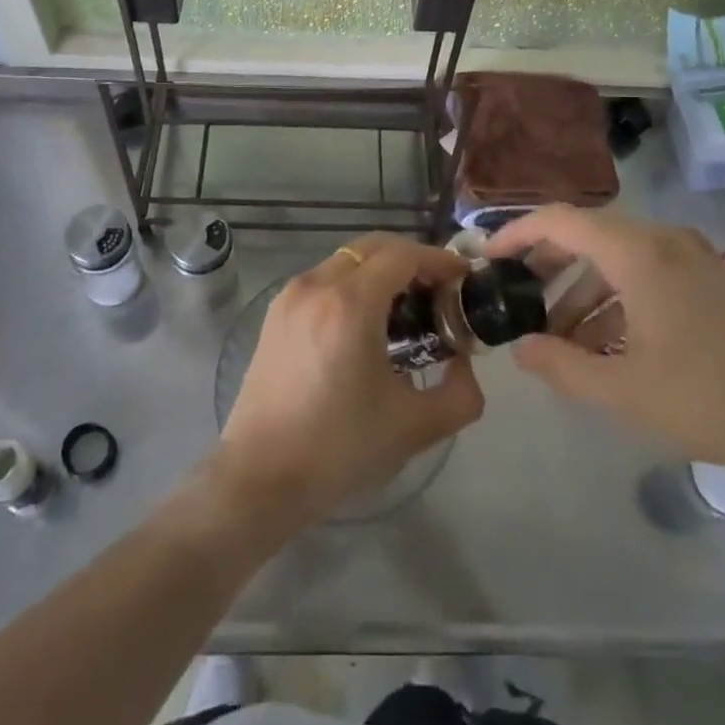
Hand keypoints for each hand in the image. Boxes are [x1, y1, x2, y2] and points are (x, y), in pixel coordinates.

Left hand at [212, 234, 483, 531]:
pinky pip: (325, 279)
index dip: (438, 260)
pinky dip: (354, 284)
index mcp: (350, 304)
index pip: (403, 255)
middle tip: (439, 293)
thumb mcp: (415, 427)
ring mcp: (290, 296)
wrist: (260, 477)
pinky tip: (367, 325)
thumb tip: (464, 363)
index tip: (463, 279)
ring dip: (381, 271)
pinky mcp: (276, 313)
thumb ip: (460, 393)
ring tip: (406, 311)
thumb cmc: (339, 449)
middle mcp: (316, 286)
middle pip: (373, 247)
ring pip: (347, 260)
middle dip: (412, 260)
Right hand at [487, 206, 724, 497]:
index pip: (561, 220)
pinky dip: (616, 298)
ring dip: (582, 290)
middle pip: (588, 234)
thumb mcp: (622, 390)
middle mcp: (665, 240)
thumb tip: (520, 349)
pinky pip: (646, 273)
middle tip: (517, 295)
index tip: (487, 257)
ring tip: (561, 337)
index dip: (517, 232)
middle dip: (547, 263)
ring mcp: (693, 258)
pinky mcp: (711, 280)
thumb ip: (561, 365)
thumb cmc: (710, 400)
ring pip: (617, 257)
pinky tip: (607, 344)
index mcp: (640, 253)